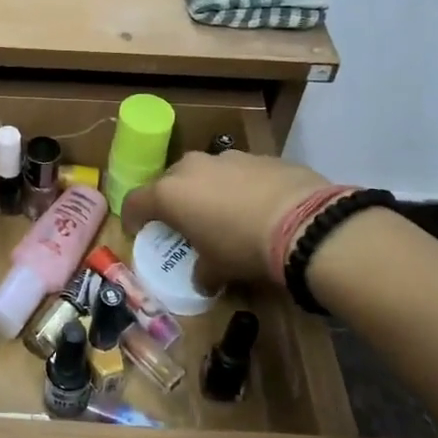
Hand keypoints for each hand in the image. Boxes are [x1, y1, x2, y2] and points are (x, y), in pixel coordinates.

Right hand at [121, 150, 329, 289]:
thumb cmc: (243, 246)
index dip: (133, 218)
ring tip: (224, 213)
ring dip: (207, 190)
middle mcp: (191, 168)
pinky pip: (237, 172)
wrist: (305, 222)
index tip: (138, 230)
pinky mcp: (259, 155)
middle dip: (172, 201)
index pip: (135, 202)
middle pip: (170, 182)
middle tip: (183, 222)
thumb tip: (203, 281)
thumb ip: (202, 273)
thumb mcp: (217, 269)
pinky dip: (238, 186)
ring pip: (205, 172)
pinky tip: (256, 206)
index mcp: (169, 194)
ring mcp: (226, 157)